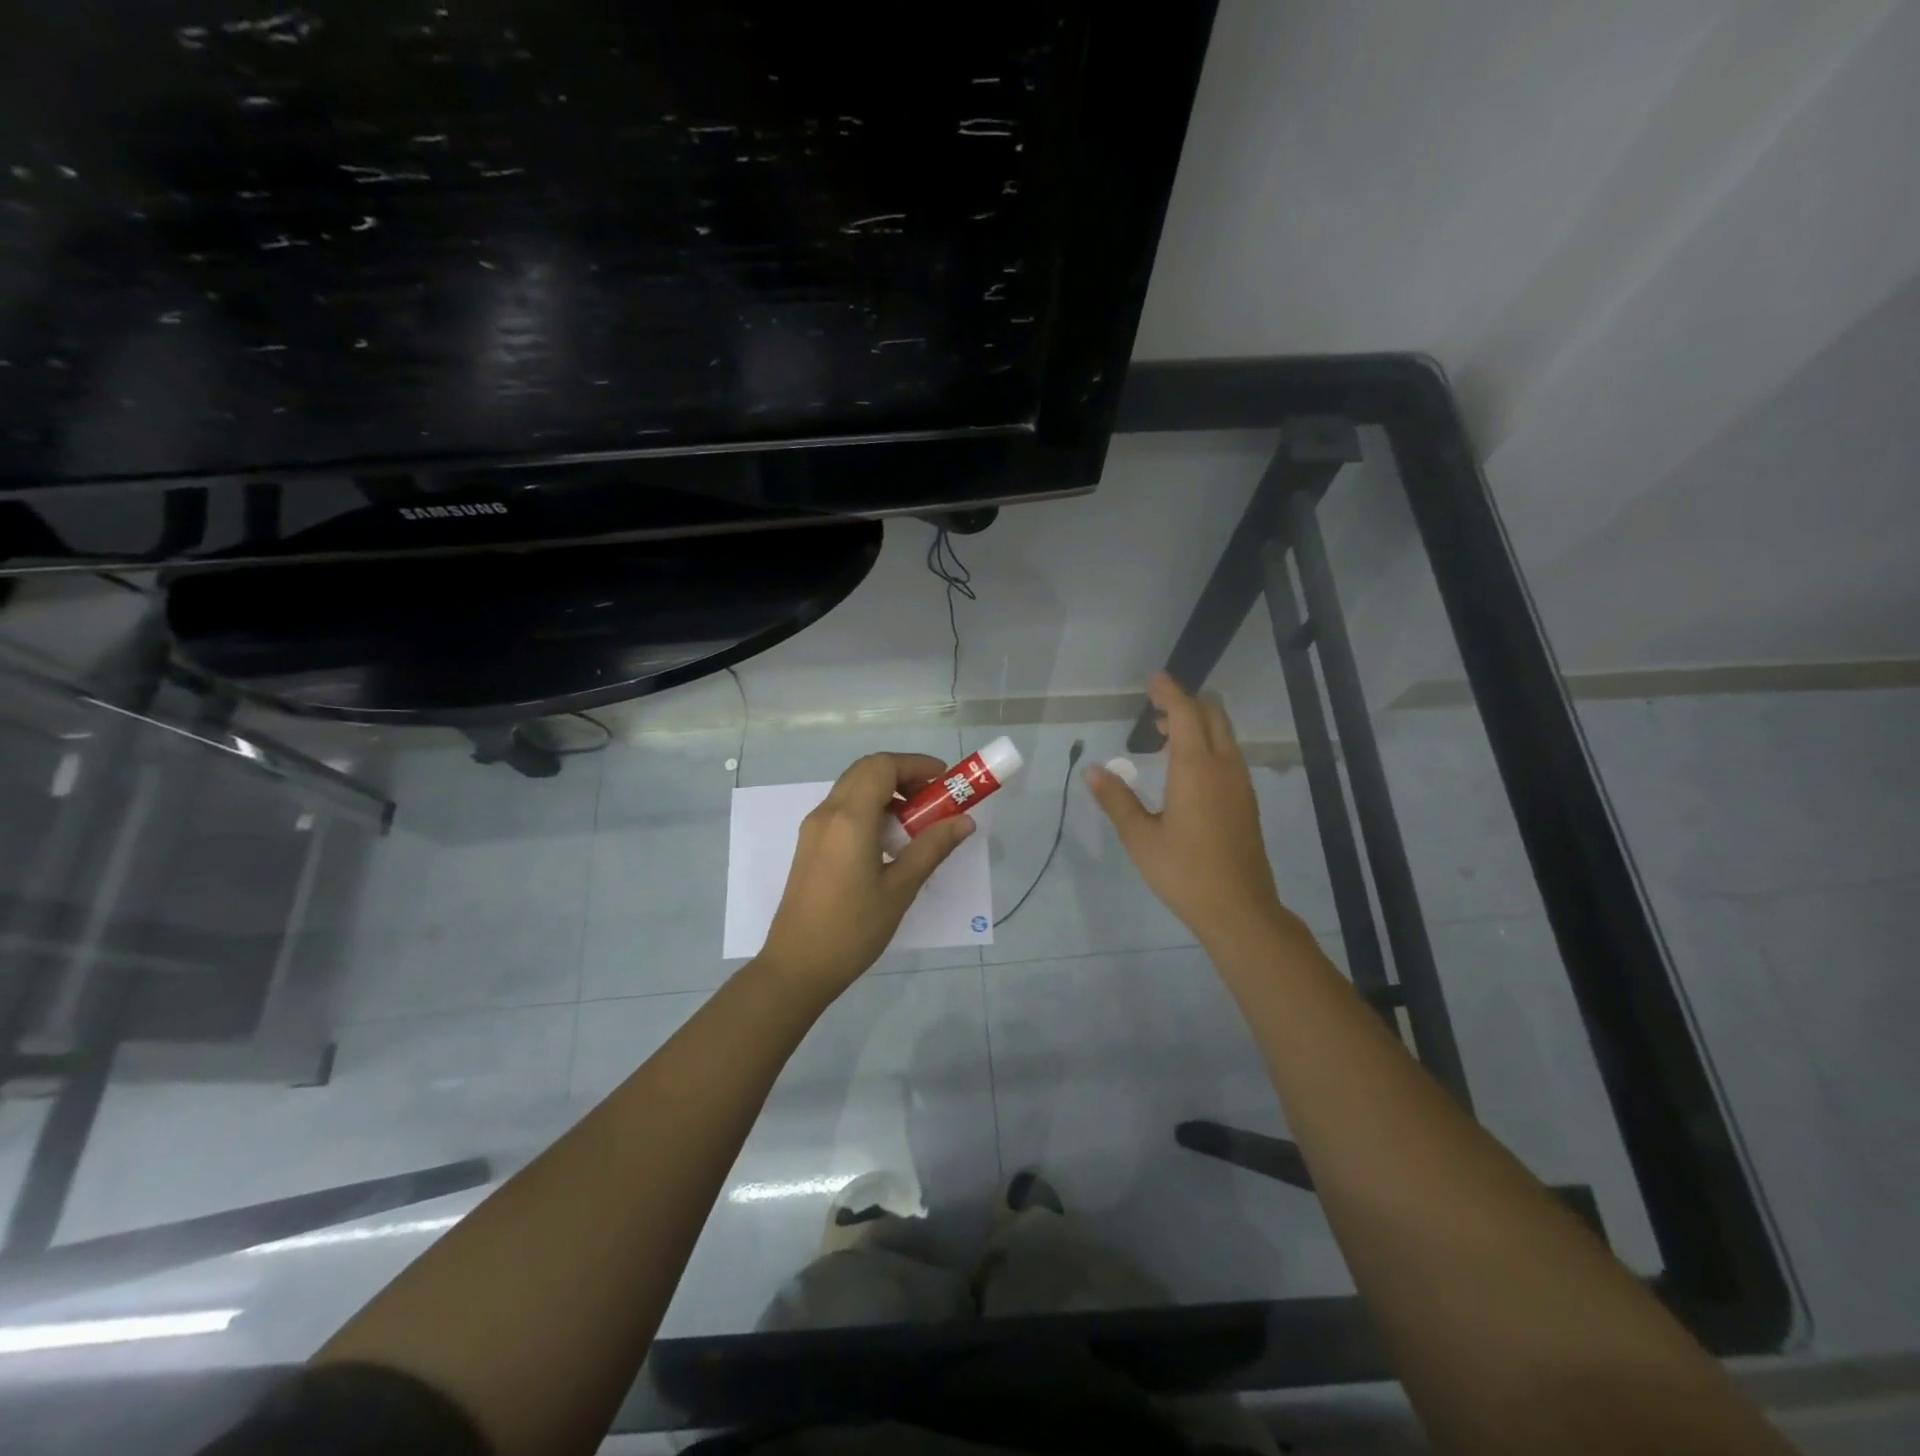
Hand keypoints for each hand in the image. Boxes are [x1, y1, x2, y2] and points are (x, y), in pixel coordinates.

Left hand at [755, 754, 975, 1003]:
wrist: (797, 966)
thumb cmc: (853, 929)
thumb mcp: (900, 889)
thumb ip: (932, 848)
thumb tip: (964, 821)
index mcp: (850, 819)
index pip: (883, 766)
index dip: (917, 765)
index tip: (945, 781)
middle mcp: (827, 813)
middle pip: (866, 770)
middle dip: (902, 774)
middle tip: (933, 798)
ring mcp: (814, 828)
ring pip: (852, 787)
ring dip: (885, 790)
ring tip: (915, 821)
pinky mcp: (809, 844)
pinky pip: (841, 808)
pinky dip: (868, 807)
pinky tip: (887, 839)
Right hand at [1086, 673, 1290, 947]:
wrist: (1239, 909)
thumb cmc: (1184, 872)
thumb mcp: (1140, 837)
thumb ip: (1116, 799)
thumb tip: (1093, 770)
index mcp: (1196, 768)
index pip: (1185, 713)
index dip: (1169, 691)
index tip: (1153, 678)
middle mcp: (1224, 767)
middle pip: (1212, 715)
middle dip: (1185, 703)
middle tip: (1154, 708)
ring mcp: (1240, 783)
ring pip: (1224, 735)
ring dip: (1197, 724)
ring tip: (1162, 736)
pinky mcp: (1246, 801)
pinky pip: (1228, 755)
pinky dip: (1207, 744)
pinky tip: (1184, 769)